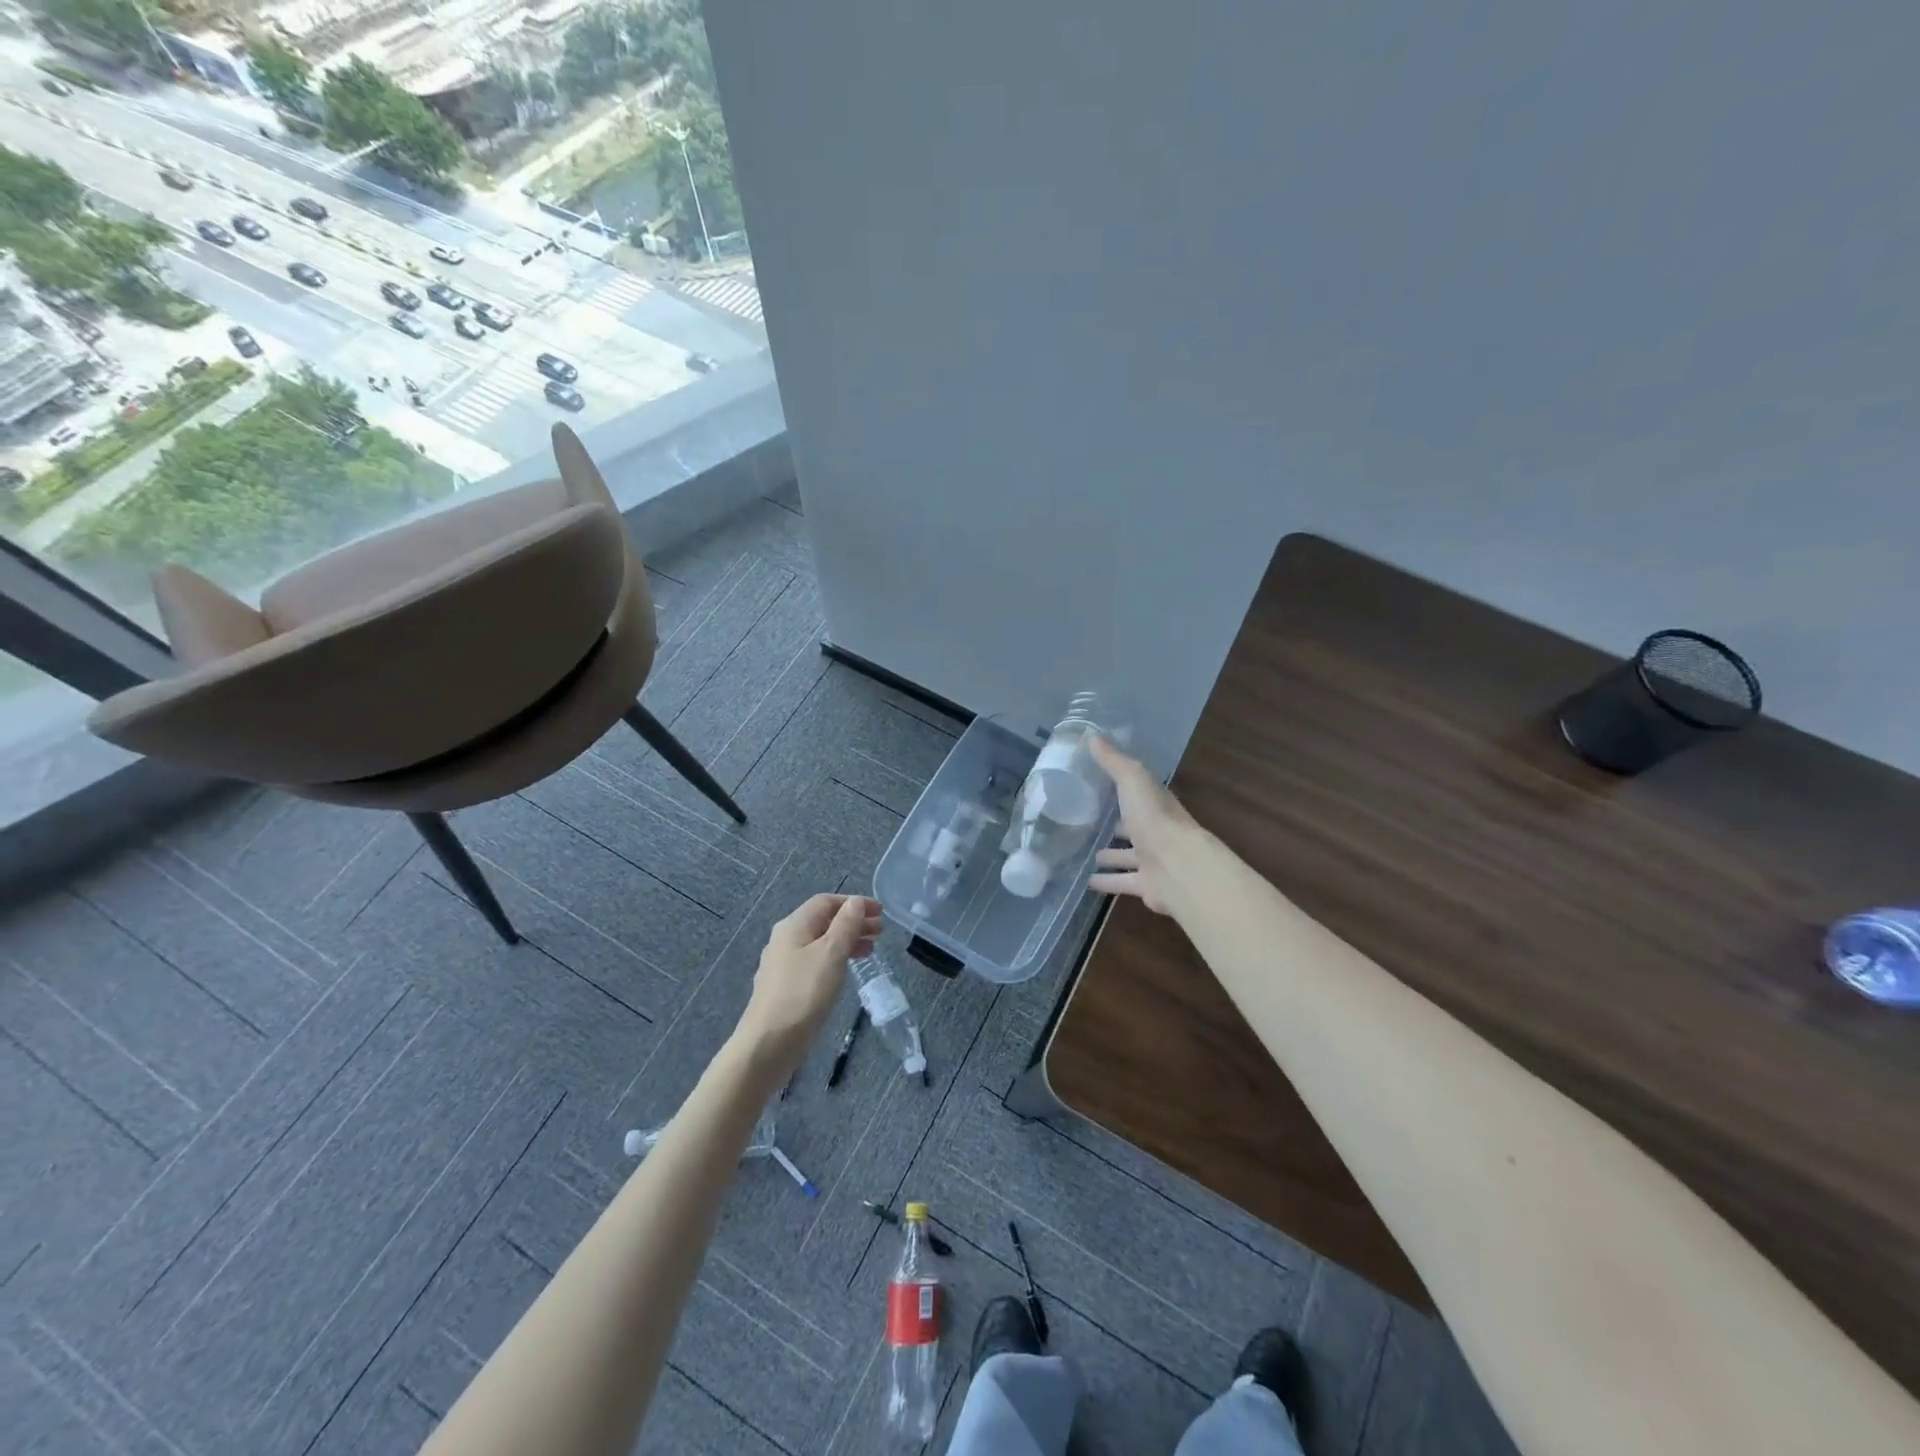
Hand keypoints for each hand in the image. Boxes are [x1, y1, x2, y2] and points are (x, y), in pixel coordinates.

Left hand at [738, 894, 881, 1071]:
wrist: (769, 1044)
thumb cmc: (803, 993)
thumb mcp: (831, 954)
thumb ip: (846, 925)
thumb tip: (855, 902)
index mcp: (794, 926)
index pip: (826, 902)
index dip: (854, 903)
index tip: (880, 912)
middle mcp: (786, 940)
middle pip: (823, 921)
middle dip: (853, 922)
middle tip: (881, 932)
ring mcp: (784, 965)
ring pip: (821, 943)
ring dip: (847, 941)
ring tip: (871, 950)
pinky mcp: (787, 987)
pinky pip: (816, 962)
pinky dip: (836, 959)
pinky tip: (847, 971)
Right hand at [1088, 736, 1202, 916]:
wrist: (1177, 866)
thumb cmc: (1155, 818)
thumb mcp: (1132, 780)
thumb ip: (1113, 761)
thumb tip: (1092, 735)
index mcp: (1155, 805)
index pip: (1137, 794)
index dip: (1120, 789)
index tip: (1097, 785)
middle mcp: (1156, 832)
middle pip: (1133, 826)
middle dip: (1115, 825)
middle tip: (1088, 822)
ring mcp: (1153, 861)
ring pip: (1128, 856)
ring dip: (1111, 855)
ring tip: (1086, 853)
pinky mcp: (1146, 886)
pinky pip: (1122, 882)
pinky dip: (1107, 882)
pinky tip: (1088, 882)